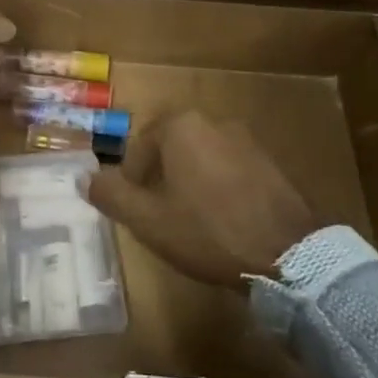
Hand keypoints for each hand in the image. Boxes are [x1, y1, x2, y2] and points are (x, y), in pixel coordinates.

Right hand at [85, 112, 314, 290]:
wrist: (290, 255)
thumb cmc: (207, 231)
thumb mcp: (147, 219)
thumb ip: (111, 194)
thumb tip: (86, 178)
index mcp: (181, 126)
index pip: (140, 143)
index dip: (131, 176)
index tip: (134, 206)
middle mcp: (214, 122)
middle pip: (172, 146)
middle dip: (160, 176)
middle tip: (157, 212)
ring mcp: (248, 141)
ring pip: (203, 156)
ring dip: (191, 180)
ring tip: (190, 219)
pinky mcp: (272, 164)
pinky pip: (231, 169)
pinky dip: (220, 187)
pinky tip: (223, 220)